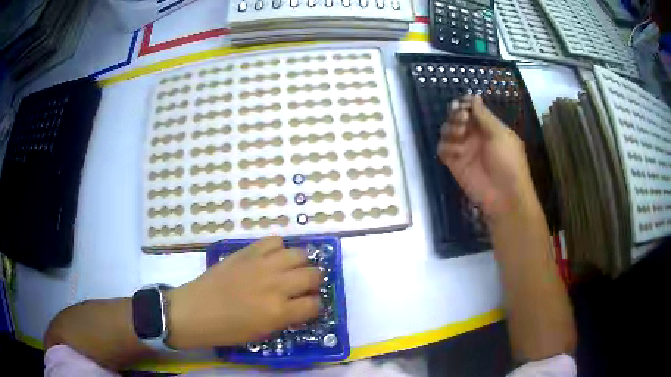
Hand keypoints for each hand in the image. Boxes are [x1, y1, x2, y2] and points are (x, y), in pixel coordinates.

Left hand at [165, 236, 320, 348]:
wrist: (196, 310)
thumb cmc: (228, 329)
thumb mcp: (262, 332)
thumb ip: (286, 317)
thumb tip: (301, 305)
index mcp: (279, 311)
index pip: (314, 304)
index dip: (315, 306)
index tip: (308, 306)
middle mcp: (275, 285)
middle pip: (312, 275)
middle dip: (313, 282)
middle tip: (303, 288)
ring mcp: (262, 265)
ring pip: (298, 254)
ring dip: (300, 264)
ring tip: (291, 270)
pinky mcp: (247, 252)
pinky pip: (274, 241)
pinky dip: (279, 248)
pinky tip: (273, 258)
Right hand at [437, 95, 536, 219]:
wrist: (504, 197)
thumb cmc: (508, 162)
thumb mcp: (500, 134)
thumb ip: (484, 115)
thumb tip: (473, 97)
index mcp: (489, 126)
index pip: (472, 108)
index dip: (465, 103)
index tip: (463, 103)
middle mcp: (475, 135)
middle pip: (457, 116)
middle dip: (456, 114)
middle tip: (462, 120)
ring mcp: (464, 149)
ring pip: (447, 130)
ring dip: (450, 128)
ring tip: (459, 135)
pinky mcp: (454, 164)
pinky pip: (442, 149)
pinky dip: (445, 147)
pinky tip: (454, 152)